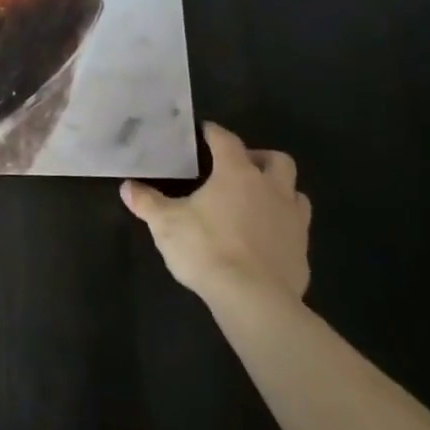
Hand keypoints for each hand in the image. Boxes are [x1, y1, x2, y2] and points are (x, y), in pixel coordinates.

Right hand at [121, 123, 310, 308]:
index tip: (204, 131)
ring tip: (255, 201)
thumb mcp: (164, 223)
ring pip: (294, 192)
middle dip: (258, 157)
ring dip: (278, 190)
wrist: (253, 298)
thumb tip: (127, 187)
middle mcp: (271, 189)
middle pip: (277, 160)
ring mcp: (293, 219)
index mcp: (236, 174)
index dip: (214, 133)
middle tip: (238, 168)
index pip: (226, 141)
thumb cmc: (206, 248)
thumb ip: (146, 202)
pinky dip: (281, 224)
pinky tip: (263, 237)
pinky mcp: (302, 250)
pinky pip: (296, 226)